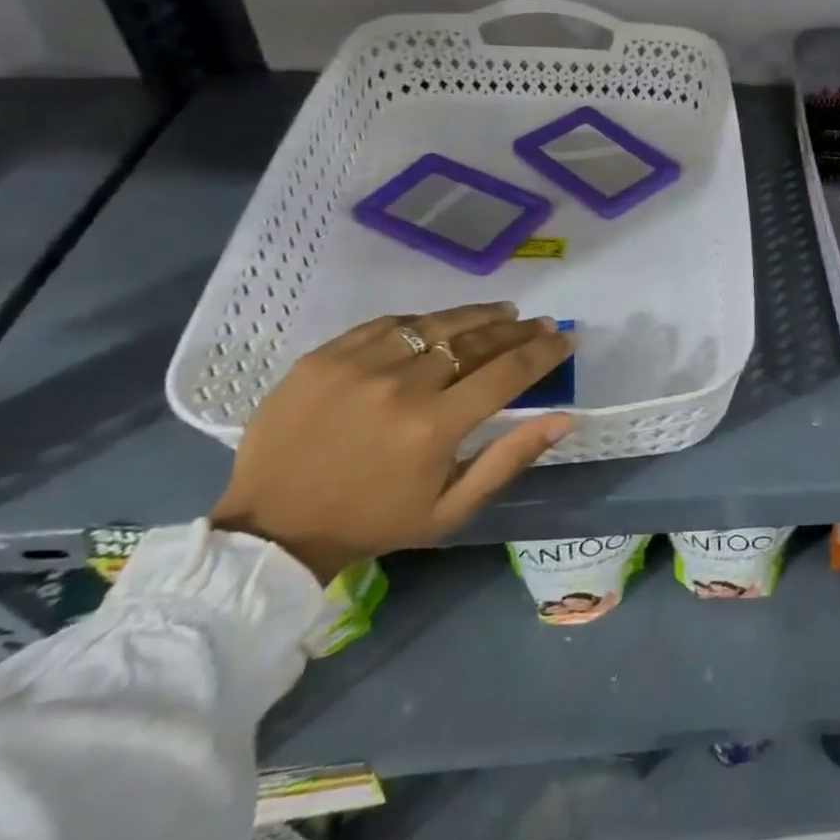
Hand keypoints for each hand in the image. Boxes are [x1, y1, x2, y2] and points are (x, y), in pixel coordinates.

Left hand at [209, 303, 573, 582]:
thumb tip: (564, 418)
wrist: (272, 528)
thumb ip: (510, 459)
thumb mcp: (451, 508)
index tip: (567, 339)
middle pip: (476, 341)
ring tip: (504, 311)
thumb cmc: (374, 522)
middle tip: (541, 324)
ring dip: (478, 316)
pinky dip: (423, 322)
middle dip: (518, 330)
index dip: (544, 352)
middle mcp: (401, 386)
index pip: (508, 372)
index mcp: (434, 427)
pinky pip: (389, 324)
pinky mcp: (324, 356)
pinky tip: (439, 324)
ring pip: (436, 325)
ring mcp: (359, 365)